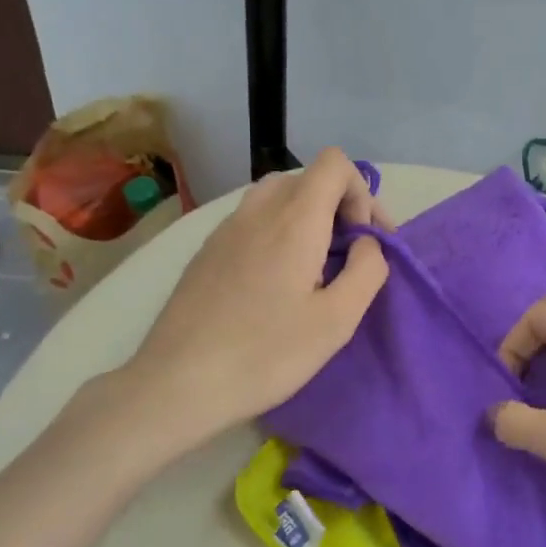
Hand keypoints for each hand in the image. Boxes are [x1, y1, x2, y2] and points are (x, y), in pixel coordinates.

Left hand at [123, 149, 389, 444]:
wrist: (178, 383)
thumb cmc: (265, 354)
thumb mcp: (337, 321)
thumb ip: (367, 270)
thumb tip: (366, 243)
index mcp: (294, 219)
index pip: (335, 163)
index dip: (362, 193)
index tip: (364, 240)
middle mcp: (257, 210)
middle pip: (308, 178)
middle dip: (339, 206)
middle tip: (349, 255)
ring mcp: (225, 228)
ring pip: (277, 196)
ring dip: (306, 218)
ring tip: (313, 267)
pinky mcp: (206, 250)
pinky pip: (252, 220)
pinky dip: (276, 232)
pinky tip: (274, 282)